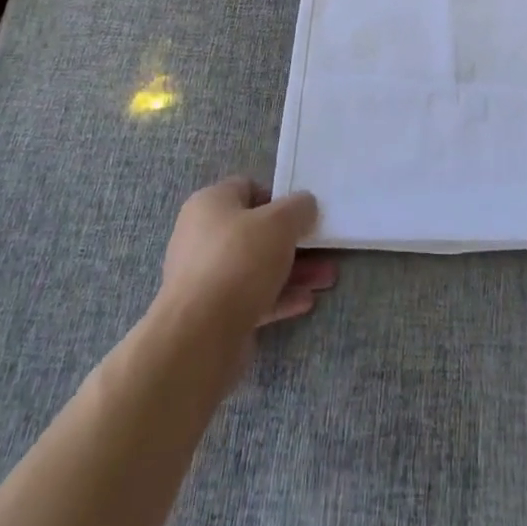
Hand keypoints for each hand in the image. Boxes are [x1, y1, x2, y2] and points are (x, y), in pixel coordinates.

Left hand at [156, 178, 336, 352]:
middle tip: (323, 247)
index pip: (247, 188)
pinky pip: (252, 298)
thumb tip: (305, 206)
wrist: (199, 337)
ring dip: (293, 271)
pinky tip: (306, 301)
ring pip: (257, 267)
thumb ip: (299, 208)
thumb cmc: (239, 260)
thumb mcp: (280, 222)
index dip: (278, 197)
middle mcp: (203, 237)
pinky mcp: (213, 314)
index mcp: (210, 204)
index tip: (303, 213)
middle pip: (256, 231)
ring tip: (326, 278)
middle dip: (293, 241)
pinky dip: (279, 297)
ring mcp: (206, 278)